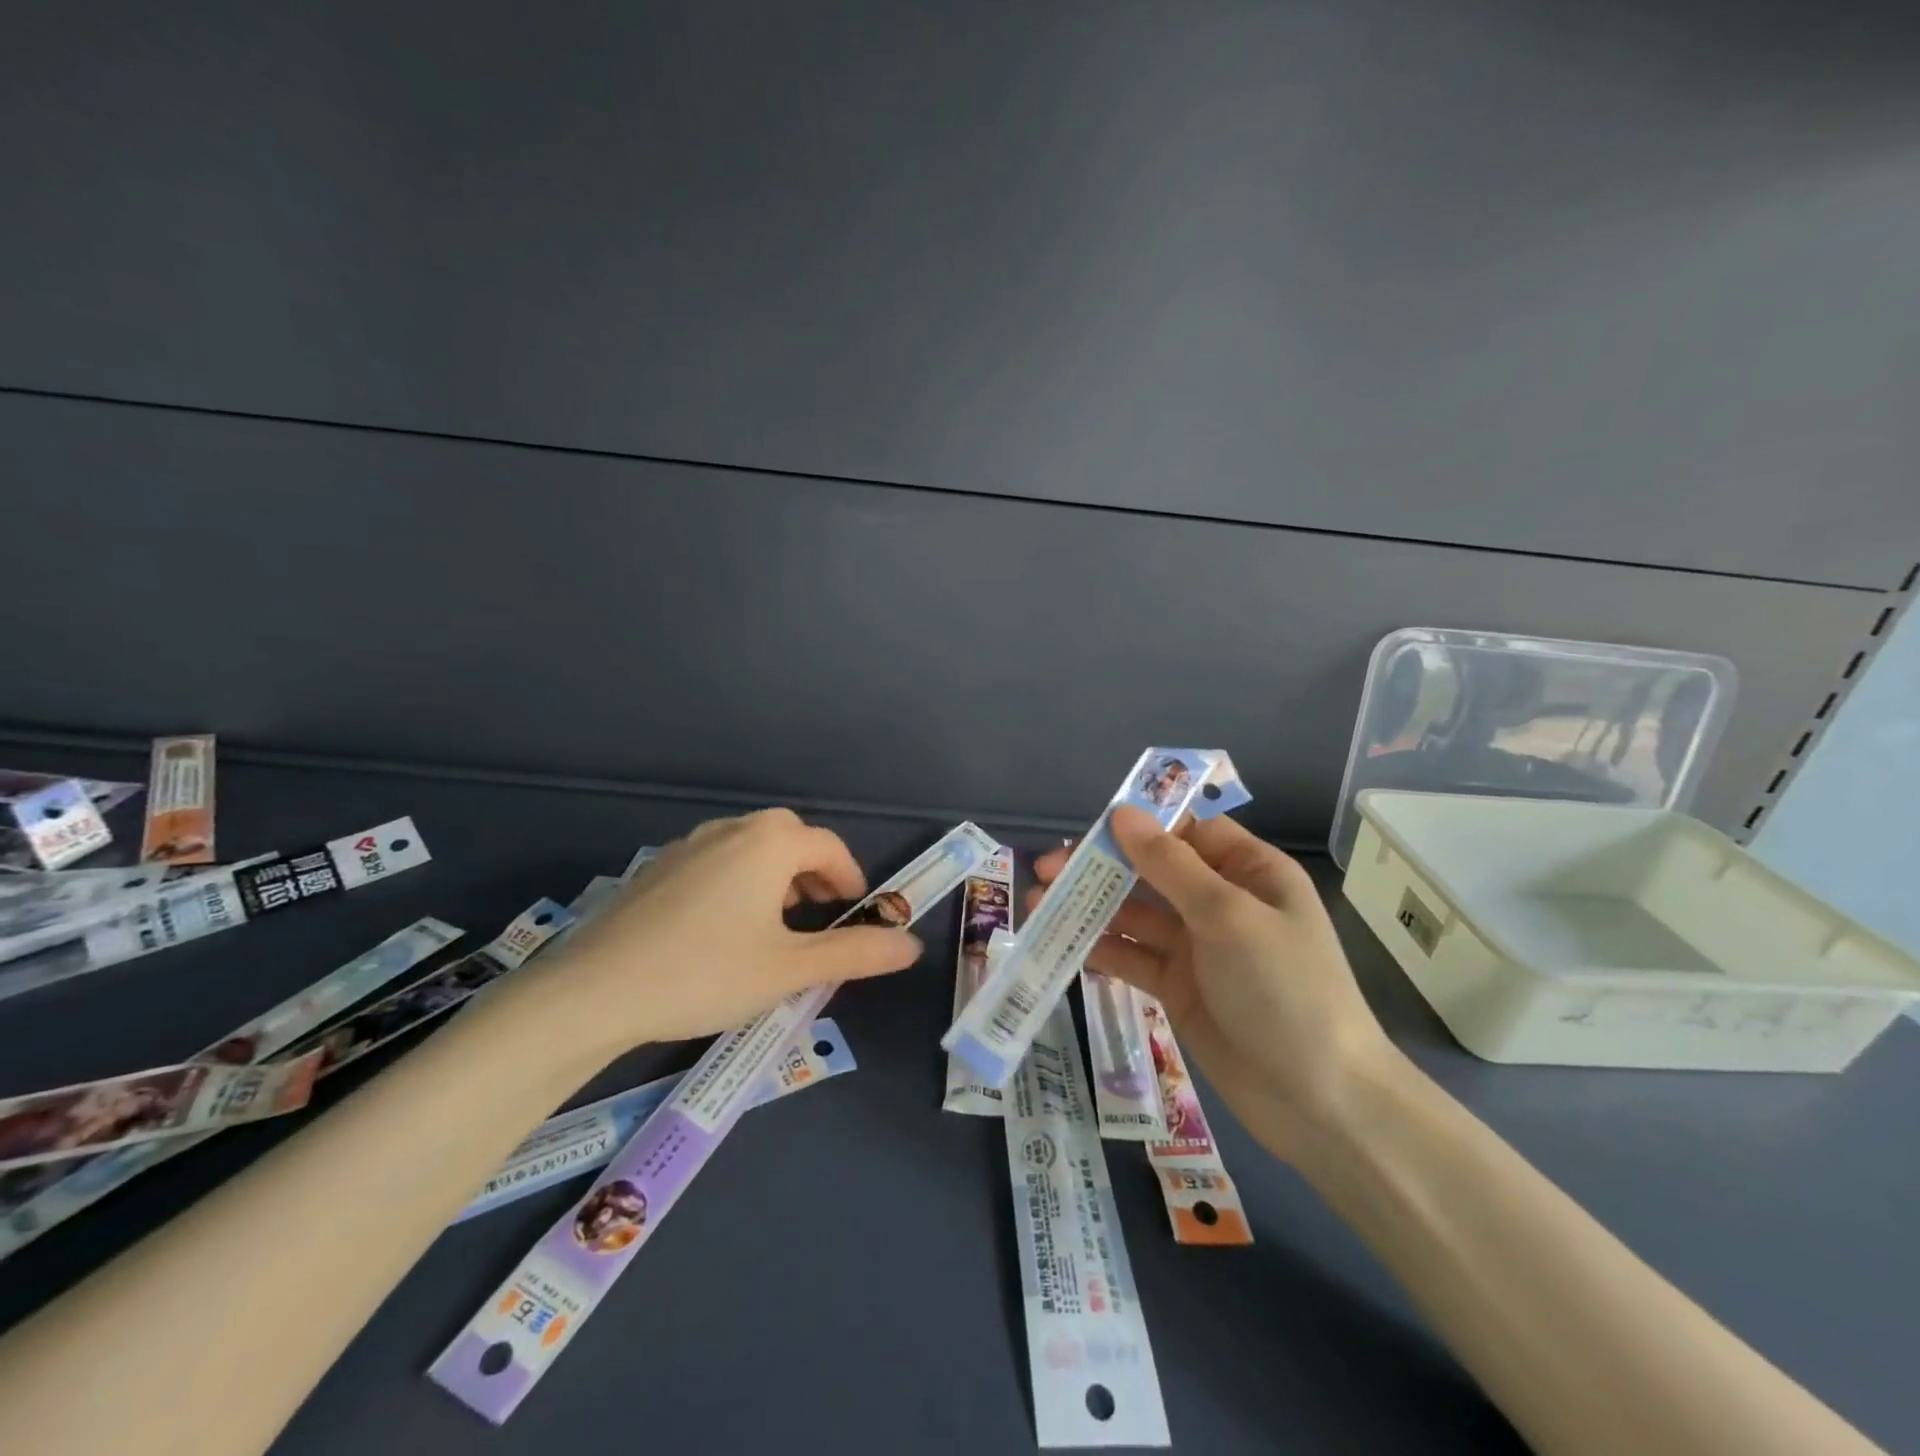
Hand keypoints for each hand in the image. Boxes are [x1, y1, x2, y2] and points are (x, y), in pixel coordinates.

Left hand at [533, 809, 923, 1052]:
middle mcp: (731, 830)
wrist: (594, 991)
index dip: (851, 878)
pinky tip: (721, 927)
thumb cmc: (706, 973)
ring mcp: (687, 844)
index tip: (855, 913)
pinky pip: (715, 859)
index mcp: (769, 843)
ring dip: (776, 874)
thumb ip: (856, 953)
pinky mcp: (657, 867)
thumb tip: (912, 944)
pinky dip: (738, 879)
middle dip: (814, 872)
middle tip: (819, 914)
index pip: (829, 847)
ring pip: (750, 846)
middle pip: (789, 837)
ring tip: (775, 923)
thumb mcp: (790, 969)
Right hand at [1032, 807, 1401, 1163]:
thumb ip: (1169, 865)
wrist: (1320, 1101)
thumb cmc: (1284, 989)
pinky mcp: (1178, 987)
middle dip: (1102, 867)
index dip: (1139, 825)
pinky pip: (1133, 956)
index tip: (1089, 830)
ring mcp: (1198, 947)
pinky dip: (1102, 949)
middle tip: (1046, 871)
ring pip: (1136, 914)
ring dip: (1092, 907)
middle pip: (1152, 871)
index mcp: (1250, 871)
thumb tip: (1122, 813)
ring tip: (1041, 906)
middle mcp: (1221, 902)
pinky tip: (1064, 945)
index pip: (1187, 831)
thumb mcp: (1228, 916)